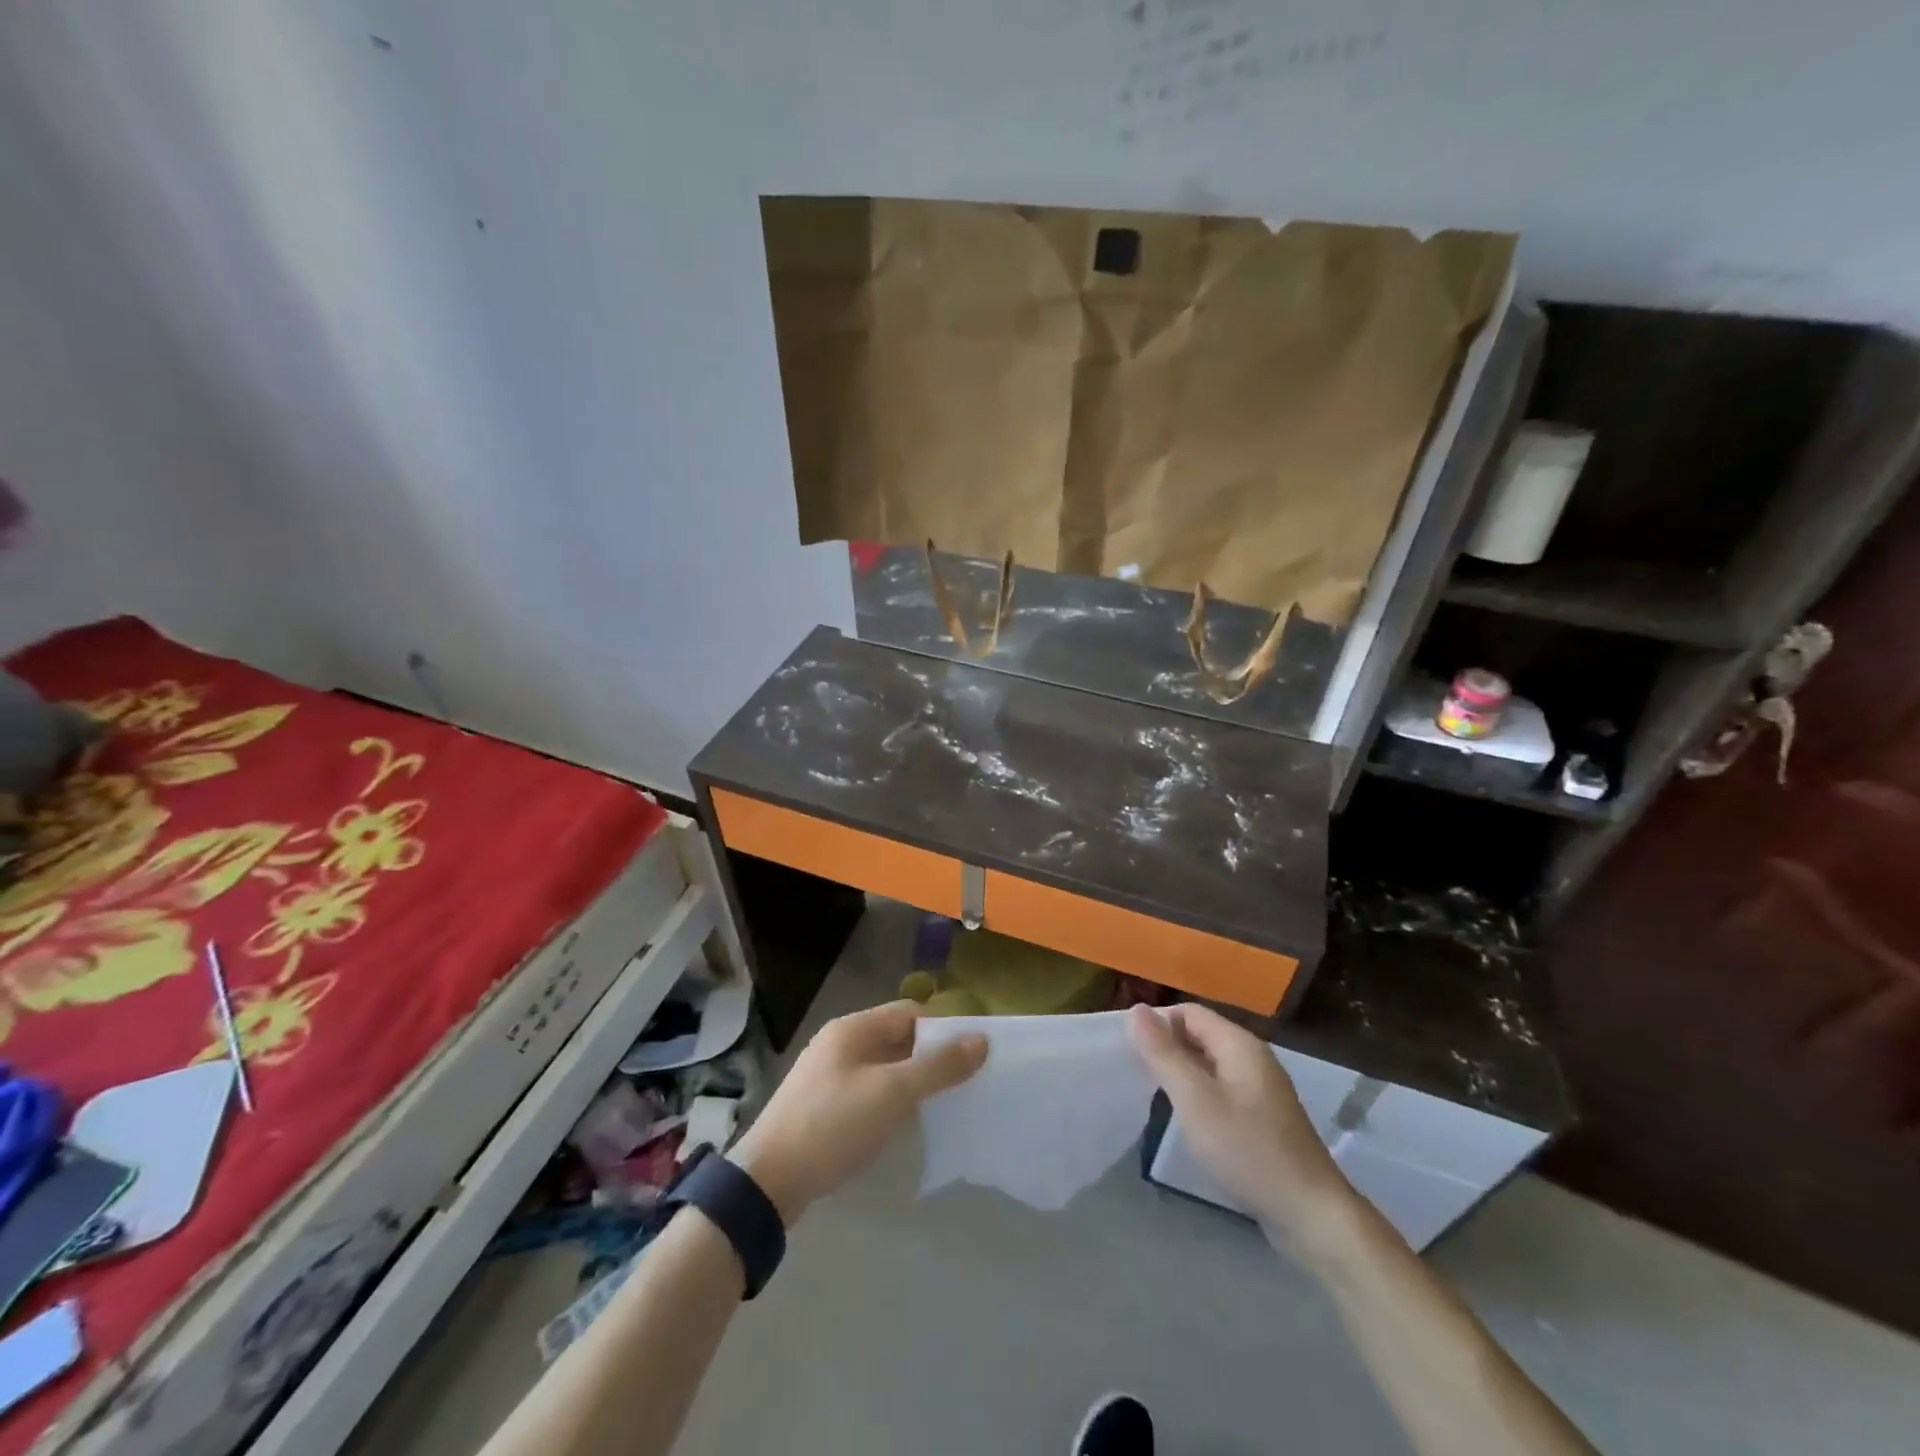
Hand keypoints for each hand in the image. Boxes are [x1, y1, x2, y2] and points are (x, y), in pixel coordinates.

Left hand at [729, 1001, 986, 1223]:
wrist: (769, 1181)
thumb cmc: (833, 1124)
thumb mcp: (892, 1093)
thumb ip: (938, 1066)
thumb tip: (981, 1040)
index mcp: (853, 1029)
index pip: (910, 1012)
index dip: (943, 1028)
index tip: (973, 1054)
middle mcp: (840, 1044)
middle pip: (897, 1038)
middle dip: (931, 1056)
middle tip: (966, 1082)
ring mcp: (829, 1075)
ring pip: (884, 1067)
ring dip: (913, 1080)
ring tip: (945, 1104)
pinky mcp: (824, 1106)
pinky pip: (870, 1091)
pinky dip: (892, 1100)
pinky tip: (908, 1124)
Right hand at [1129, 1003, 1356, 1255]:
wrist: (1311, 1215)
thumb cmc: (1247, 1150)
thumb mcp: (1195, 1100)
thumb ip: (1163, 1054)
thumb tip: (1136, 1009)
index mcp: (1239, 1044)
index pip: (1189, 1012)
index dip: (1157, 1023)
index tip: (1128, 1050)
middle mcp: (1253, 1058)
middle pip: (1200, 1035)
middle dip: (1167, 1047)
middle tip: (1135, 1073)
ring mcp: (1261, 1089)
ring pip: (1210, 1064)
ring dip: (1181, 1072)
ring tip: (1154, 1096)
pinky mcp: (1264, 1118)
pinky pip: (1222, 1089)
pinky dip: (1200, 1094)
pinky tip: (1187, 1119)